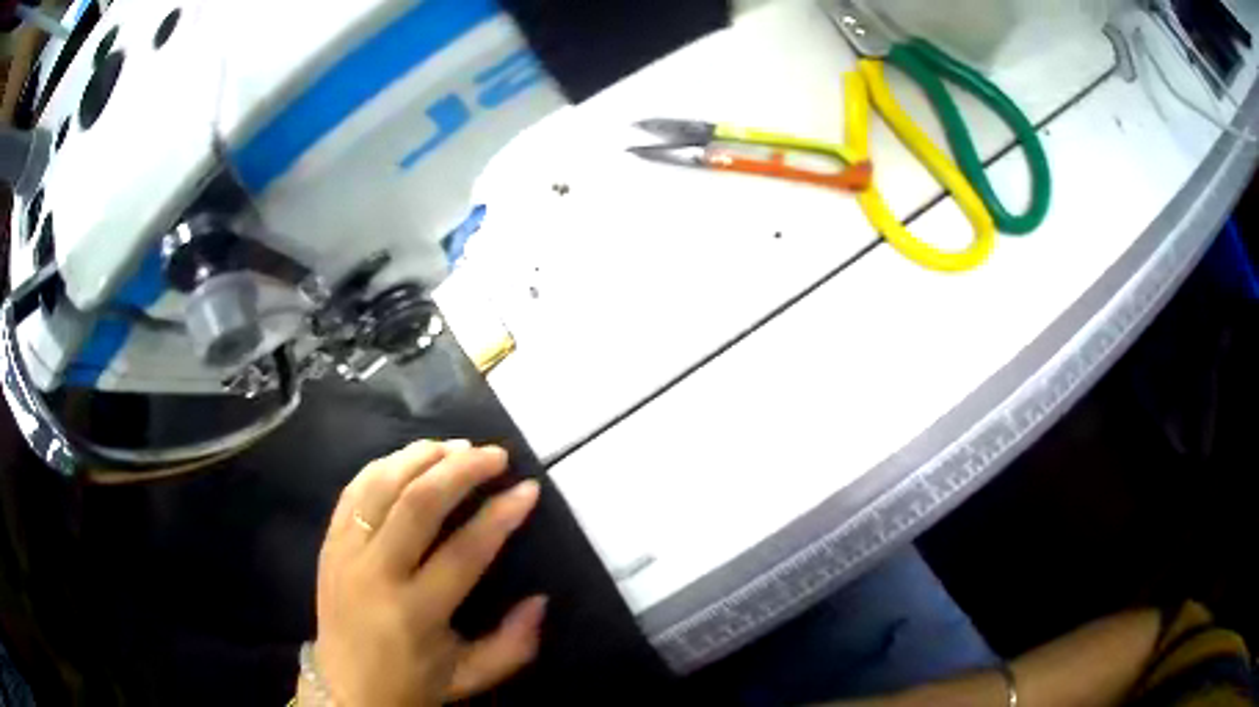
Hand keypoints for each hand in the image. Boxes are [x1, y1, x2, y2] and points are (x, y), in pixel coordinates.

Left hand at [302, 440, 544, 705]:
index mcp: (415, 613)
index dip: (500, 515)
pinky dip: (382, 466)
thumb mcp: (470, 677)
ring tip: (456, 446)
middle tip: (495, 454)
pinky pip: (353, 491)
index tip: (527, 489)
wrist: (346, 690)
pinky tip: (408, 457)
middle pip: (418, 503)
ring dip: (420, 457)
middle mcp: (376, 574)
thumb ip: (514, 644)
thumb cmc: (411, 685)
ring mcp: (346, 554)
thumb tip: (541, 599)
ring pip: (381, 486)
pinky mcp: (328, 544)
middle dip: (461, 470)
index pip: (464, 551)